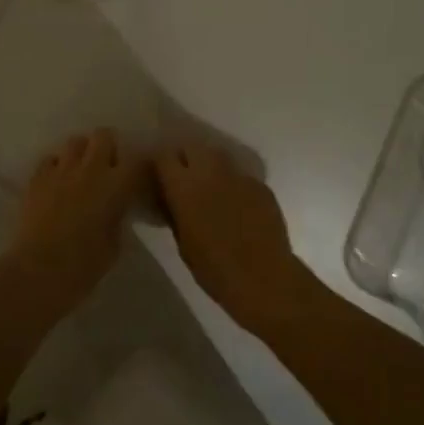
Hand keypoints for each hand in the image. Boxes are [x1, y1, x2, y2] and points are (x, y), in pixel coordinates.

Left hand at [6, 129, 143, 309]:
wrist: (38, 271)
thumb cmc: (84, 266)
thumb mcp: (115, 244)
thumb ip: (118, 216)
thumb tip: (117, 207)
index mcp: (115, 185)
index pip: (137, 160)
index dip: (140, 166)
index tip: (139, 178)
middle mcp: (90, 168)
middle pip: (104, 136)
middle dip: (108, 148)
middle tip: (108, 169)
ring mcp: (61, 169)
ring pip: (76, 141)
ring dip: (82, 153)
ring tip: (82, 172)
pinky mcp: (37, 177)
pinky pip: (51, 159)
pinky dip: (57, 167)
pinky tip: (57, 183)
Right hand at [153, 142, 314, 334]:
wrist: (264, 278)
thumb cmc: (214, 268)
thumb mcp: (183, 243)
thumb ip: (175, 213)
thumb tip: (171, 200)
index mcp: (184, 186)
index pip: (164, 155)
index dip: (160, 163)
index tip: (160, 174)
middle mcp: (210, 171)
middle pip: (192, 147)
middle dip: (185, 156)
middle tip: (184, 177)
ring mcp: (238, 175)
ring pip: (218, 155)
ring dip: (210, 165)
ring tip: (210, 185)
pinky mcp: (260, 185)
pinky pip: (240, 176)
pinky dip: (234, 184)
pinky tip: (237, 205)